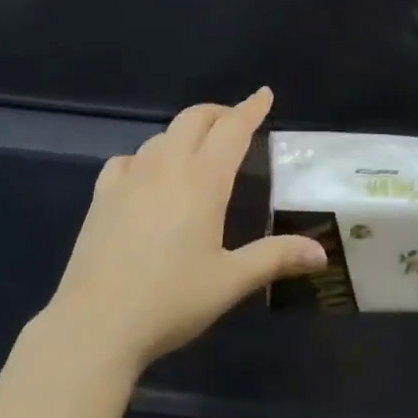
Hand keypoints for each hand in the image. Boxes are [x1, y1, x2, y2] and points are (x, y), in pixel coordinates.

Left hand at [44, 88, 327, 375]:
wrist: (96, 323)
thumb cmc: (171, 300)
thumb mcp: (230, 281)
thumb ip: (275, 258)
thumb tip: (321, 252)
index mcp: (203, 180)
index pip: (233, 129)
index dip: (251, 109)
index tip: (264, 94)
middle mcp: (167, 166)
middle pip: (195, 119)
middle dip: (219, 114)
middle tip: (235, 124)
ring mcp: (130, 177)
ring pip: (162, 136)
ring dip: (184, 134)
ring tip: (196, 153)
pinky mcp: (103, 194)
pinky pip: (127, 159)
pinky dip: (145, 158)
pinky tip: (145, 176)